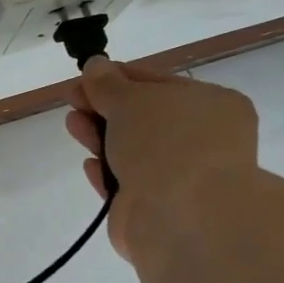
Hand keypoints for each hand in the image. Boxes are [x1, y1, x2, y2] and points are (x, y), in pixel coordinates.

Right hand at [66, 59, 259, 256]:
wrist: (182, 217)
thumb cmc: (166, 144)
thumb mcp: (131, 100)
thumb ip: (107, 84)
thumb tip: (95, 65)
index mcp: (211, 105)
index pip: (158, 83)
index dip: (118, 78)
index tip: (84, 77)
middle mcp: (201, 141)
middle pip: (143, 118)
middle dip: (104, 108)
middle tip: (72, 100)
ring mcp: (179, 178)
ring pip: (132, 151)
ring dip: (100, 136)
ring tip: (72, 125)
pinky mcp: (155, 209)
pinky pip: (125, 184)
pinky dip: (106, 172)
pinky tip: (89, 164)